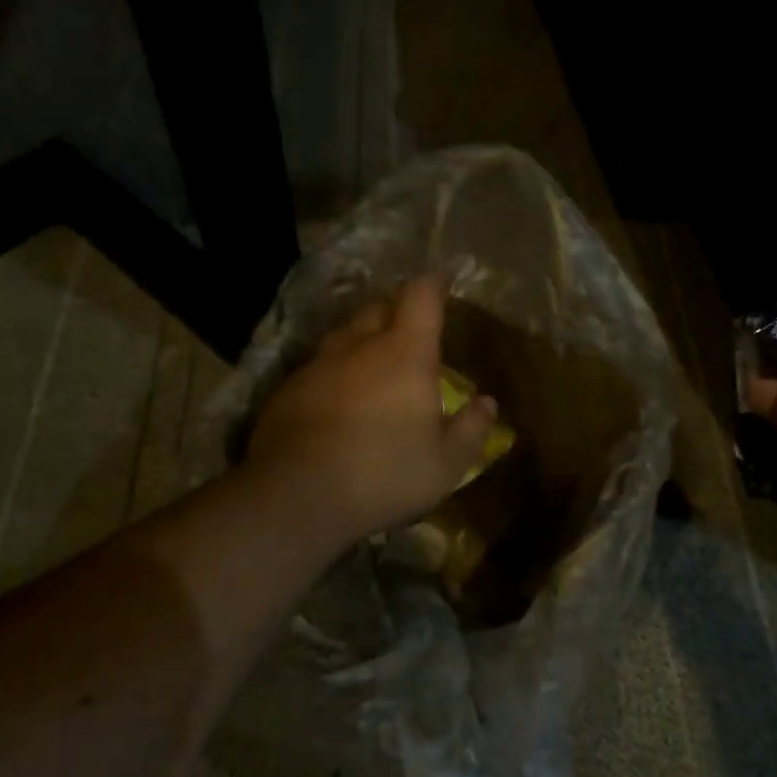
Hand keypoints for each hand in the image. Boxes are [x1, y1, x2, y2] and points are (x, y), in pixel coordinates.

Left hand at [246, 275, 498, 545]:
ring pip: (345, 335)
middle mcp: (359, 346)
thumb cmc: (383, 475)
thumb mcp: (444, 465)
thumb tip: (487, 403)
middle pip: (379, 307)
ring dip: (363, 338)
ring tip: (374, 360)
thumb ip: (471, 430)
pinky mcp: (289, 387)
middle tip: (411, 327)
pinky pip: (319, 365)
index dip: (433, 282)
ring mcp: (319, 364)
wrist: (296, 496)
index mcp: (405, 354)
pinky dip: (336, 371)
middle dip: (397, 308)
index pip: (420, 296)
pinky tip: (338, 398)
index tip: (443, 280)